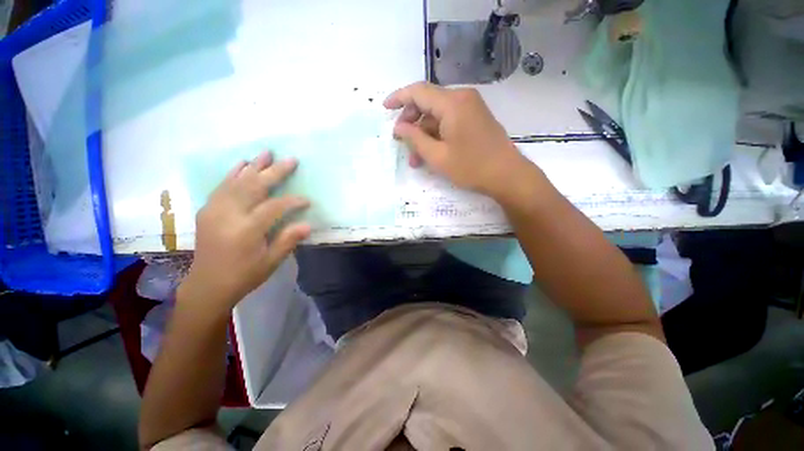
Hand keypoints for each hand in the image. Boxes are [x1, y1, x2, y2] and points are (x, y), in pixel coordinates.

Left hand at [182, 152, 310, 309]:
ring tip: (267, 153)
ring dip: (254, 166)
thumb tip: (307, 225)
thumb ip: (288, 240)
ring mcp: (215, 210)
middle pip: (254, 186)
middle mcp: (228, 215)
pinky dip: (233, 173)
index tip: (307, 200)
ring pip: (237, 181)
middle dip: (274, 172)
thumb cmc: (244, 275)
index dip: (293, 201)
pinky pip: (222, 186)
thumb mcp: (271, 262)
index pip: (274, 207)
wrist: (207, 284)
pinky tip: (242, 164)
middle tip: (290, 159)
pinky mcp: (207, 210)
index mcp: (246, 230)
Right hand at [384, 81, 531, 197]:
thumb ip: (415, 139)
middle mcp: (462, 98)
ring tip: (415, 158)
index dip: (398, 98)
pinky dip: (437, 134)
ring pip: (437, 115)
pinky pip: (449, 121)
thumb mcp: (437, 157)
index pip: (418, 91)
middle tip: (401, 142)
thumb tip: (398, 127)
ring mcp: (471, 107)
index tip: (385, 109)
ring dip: (424, 134)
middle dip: (411, 122)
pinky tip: (431, 152)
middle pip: (428, 102)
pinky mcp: (475, 118)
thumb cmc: (471, 167)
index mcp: (452, 103)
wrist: (507, 175)